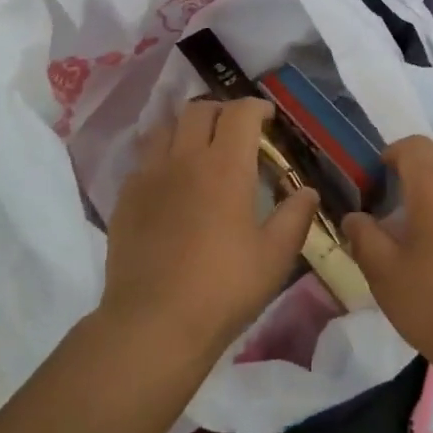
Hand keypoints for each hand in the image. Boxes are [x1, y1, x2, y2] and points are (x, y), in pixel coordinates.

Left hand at [99, 98, 319, 365]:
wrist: (153, 324)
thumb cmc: (223, 289)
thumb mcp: (275, 257)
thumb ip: (295, 217)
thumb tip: (308, 191)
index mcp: (226, 166)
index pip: (240, 113)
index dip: (256, 108)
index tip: (267, 118)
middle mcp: (185, 158)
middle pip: (199, 110)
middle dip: (221, 111)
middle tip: (235, 130)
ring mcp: (149, 175)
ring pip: (165, 127)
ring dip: (187, 127)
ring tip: (199, 147)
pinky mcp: (124, 198)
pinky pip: (144, 159)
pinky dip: (161, 156)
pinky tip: (170, 181)